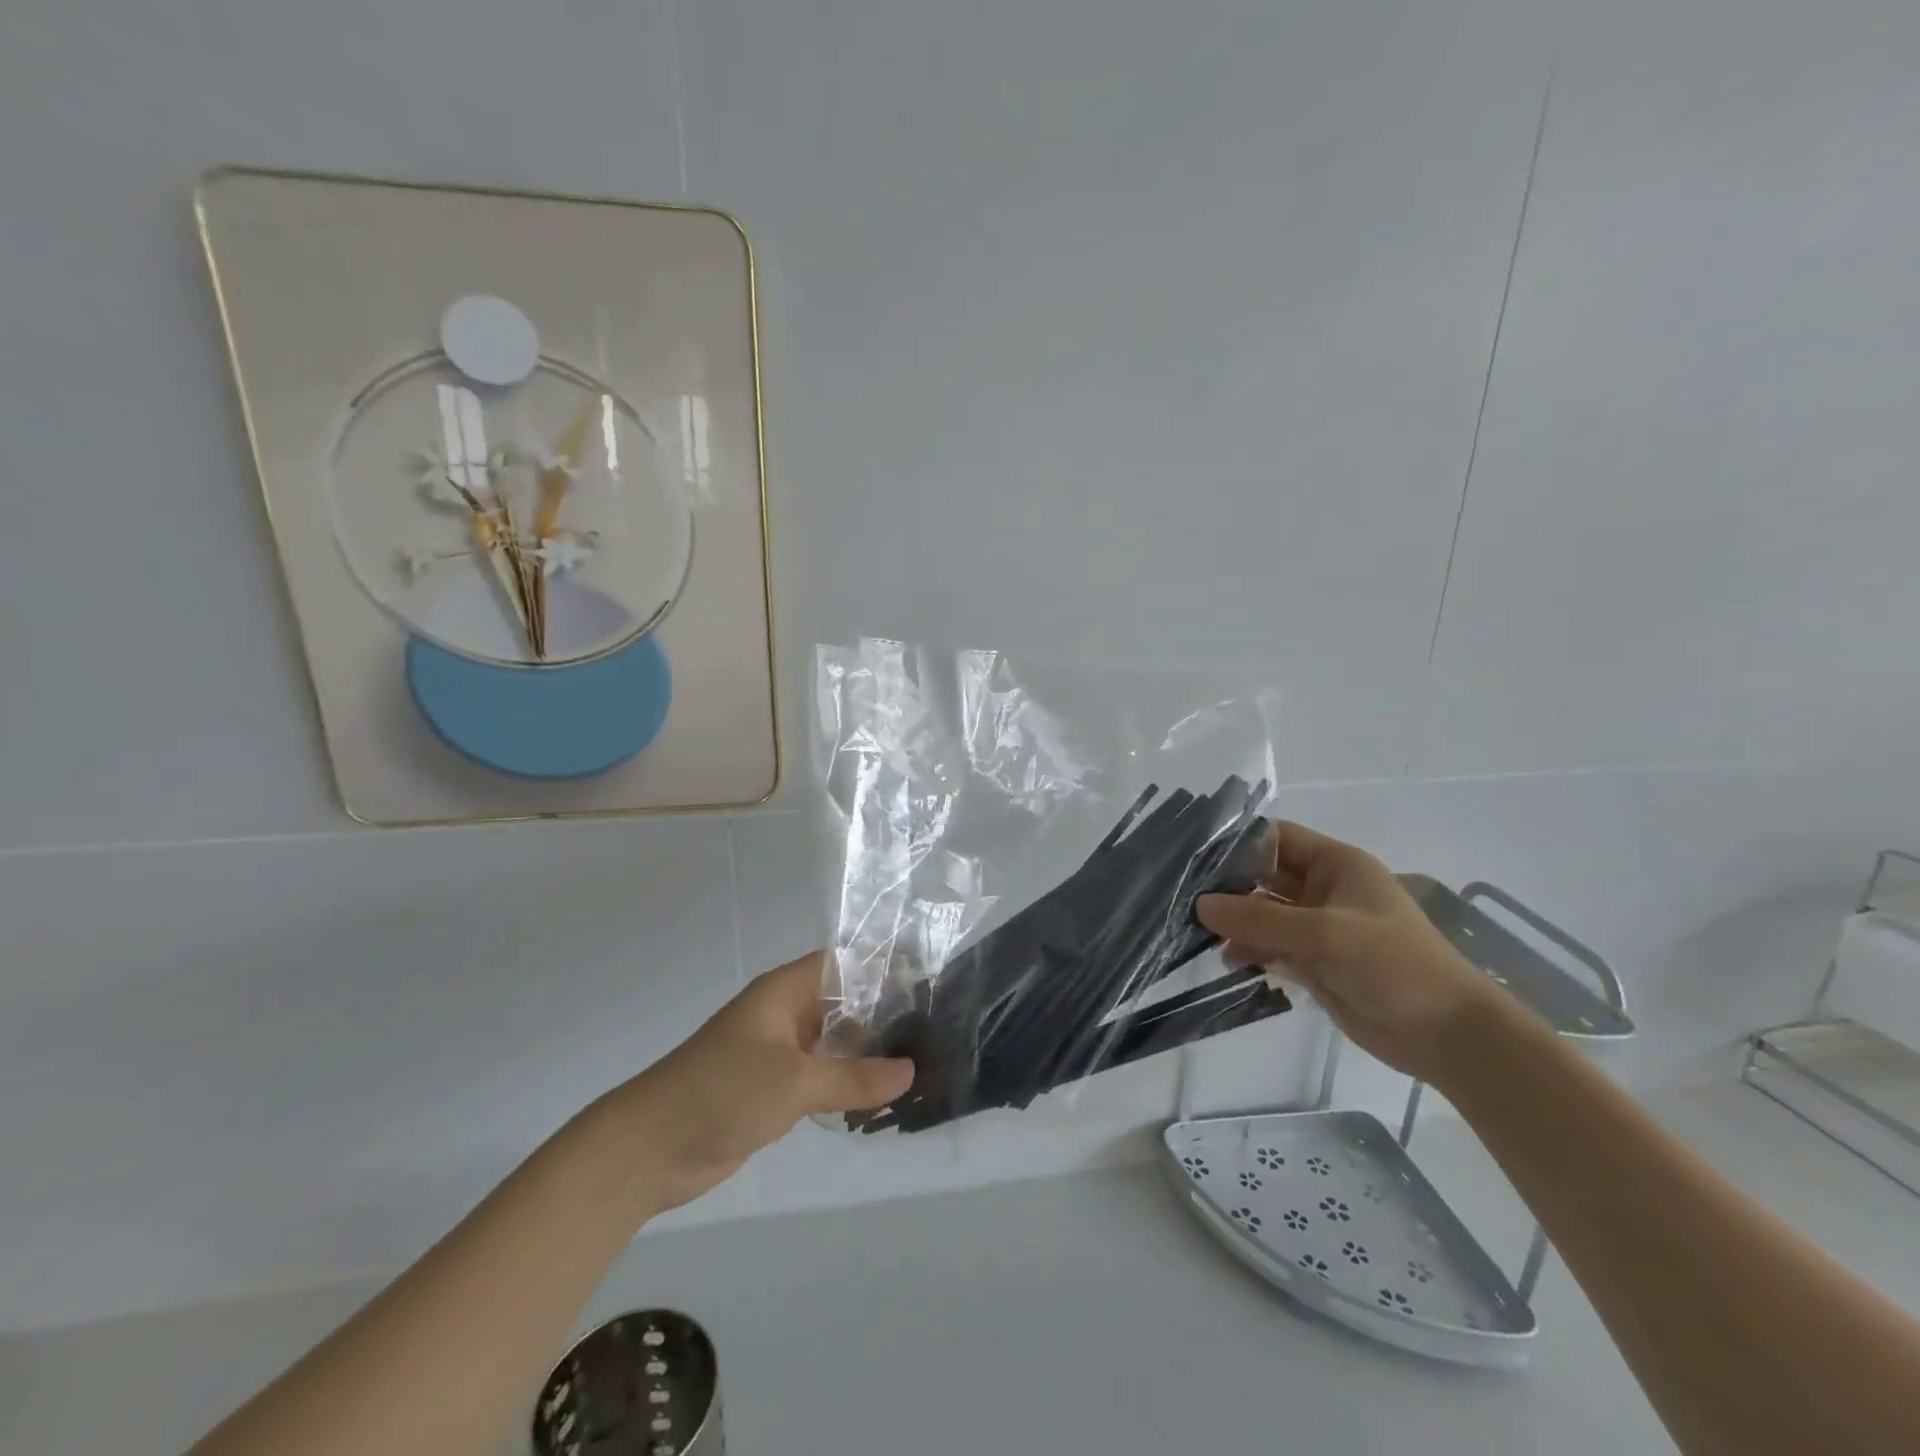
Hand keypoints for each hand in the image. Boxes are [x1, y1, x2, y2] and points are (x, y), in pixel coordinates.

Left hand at [600, 953, 913, 1212]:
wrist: (648, 1149)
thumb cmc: (721, 1093)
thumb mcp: (794, 1081)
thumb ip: (853, 1076)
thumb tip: (910, 1072)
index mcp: (785, 991)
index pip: (844, 963)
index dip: (882, 967)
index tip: (928, 980)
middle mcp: (785, 1013)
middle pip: (843, 1002)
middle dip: (883, 1013)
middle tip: (936, 1027)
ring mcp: (779, 1051)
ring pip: (834, 1042)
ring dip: (868, 1052)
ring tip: (922, 1060)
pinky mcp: (774, 1087)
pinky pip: (821, 1075)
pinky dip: (848, 1081)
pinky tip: (882, 1096)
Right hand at [1197, 822, 1498, 1082]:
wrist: (1447, 1035)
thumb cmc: (1393, 965)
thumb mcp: (1325, 934)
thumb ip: (1260, 920)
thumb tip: (1201, 906)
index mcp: (1336, 865)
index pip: (1276, 838)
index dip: (1237, 843)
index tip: (1193, 857)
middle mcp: (1324, 890)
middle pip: (1264, 876)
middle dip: (1227, 886)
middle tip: (1181, 897)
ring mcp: (1319, 928)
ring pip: (1264, 915)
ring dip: (1234, 923)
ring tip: (1195, 933)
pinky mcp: (1315, 963)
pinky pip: (1271, 948)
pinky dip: (1249, 952)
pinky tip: (1226, 961)